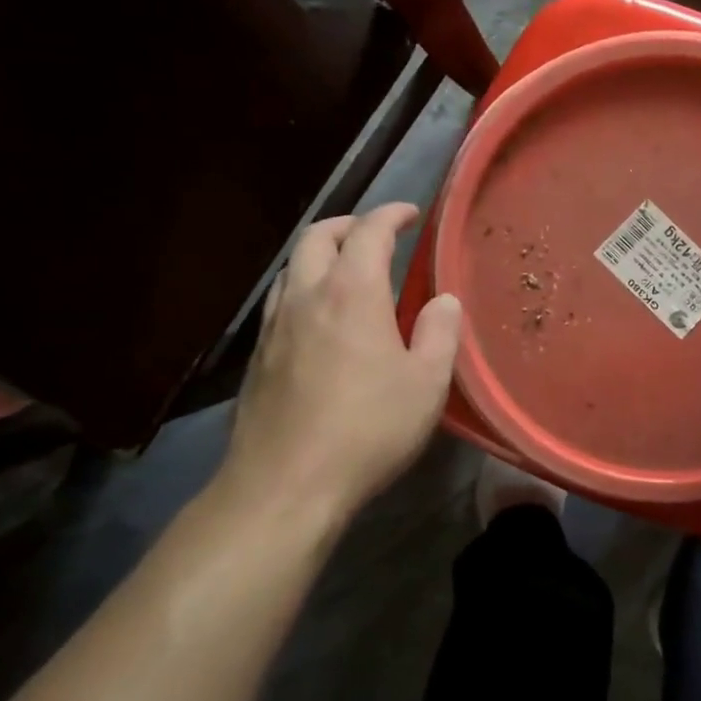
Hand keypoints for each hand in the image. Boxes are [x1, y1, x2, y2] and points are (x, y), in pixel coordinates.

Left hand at [213, 204, 461, 540]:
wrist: (284, 486)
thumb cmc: (367, 429)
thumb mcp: (427, 383)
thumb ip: (439, 332)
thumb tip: (443, 300)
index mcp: (352, 293)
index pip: (368, 231)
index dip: (391, 215)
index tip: (411, 214)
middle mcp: (307, 297)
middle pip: (318, 237)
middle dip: (349, 225)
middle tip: (377, 235)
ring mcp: (274, 327)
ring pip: (293, 267)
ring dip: (322, 254)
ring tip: (349, 271)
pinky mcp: (257, 358)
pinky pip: (281, 301)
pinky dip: (305, 288)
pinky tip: (321, 319)